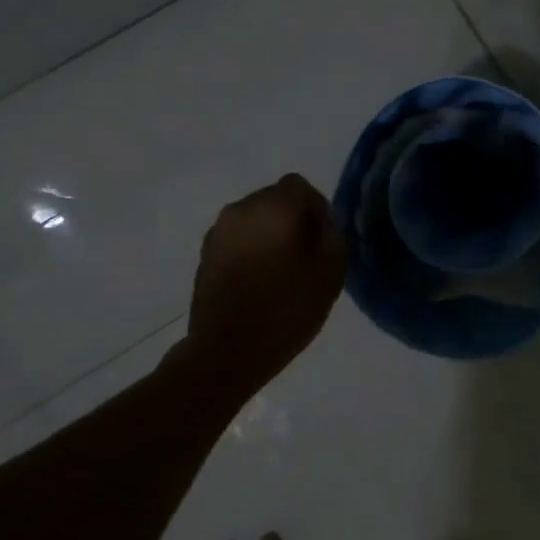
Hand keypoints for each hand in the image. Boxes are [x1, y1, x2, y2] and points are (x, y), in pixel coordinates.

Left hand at [183, 174, 346, 393]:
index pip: (300, 187)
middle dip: (293, 221)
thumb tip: (323, 222)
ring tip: (281, 273)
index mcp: (273, 207)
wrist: (226, 352)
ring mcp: (218, 232)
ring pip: (254, 220)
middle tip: (306, 258)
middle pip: (275, 200)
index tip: (323, 242)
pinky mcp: (205, 255)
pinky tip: (259, 283)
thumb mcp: (330, 273)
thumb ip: (333, 236)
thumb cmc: (286, 310)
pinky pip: (237, 240)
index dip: (317, 209)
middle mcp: (241, 209)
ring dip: (270, 236)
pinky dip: (251, 251)